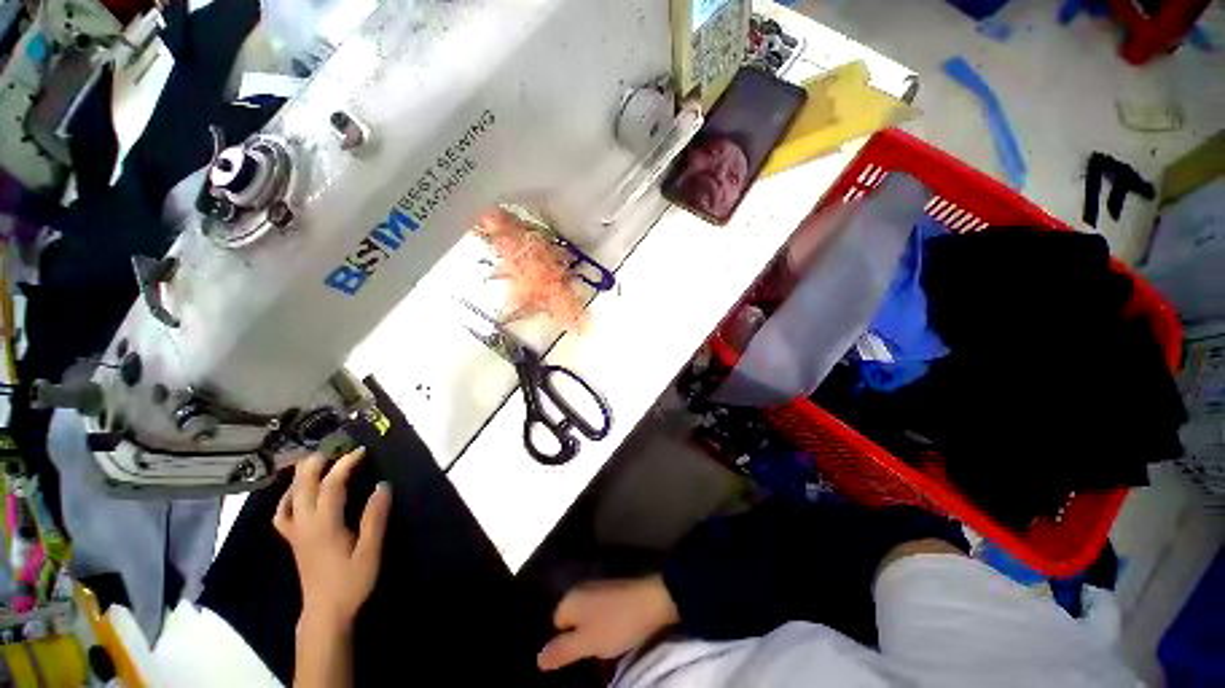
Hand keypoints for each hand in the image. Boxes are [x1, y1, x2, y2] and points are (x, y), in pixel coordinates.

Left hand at [274, 448, 391, 630]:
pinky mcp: (293, 540)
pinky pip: (282, 513)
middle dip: (316, 463)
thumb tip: (383, 485)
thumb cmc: (351, 581)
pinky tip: (296, 493)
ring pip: (288, 497)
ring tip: (314, 463)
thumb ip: (375, 518)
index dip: (345, 464)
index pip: (331, 485)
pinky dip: (287, 497)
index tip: (361, 451)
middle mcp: (304, 524)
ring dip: (299, 476)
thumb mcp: (370, 551)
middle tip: (333, 448)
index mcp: (324, 525)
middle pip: (302, 486)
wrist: (325, 612)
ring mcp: (295, 532)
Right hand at [538, 575, 679, 671]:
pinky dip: (606, 635)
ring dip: (594, 643)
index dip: (562, 646)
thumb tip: (537, 658)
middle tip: (587, 665)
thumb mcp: (587, 643)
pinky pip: (603, 620)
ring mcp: (600, 593)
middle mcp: (583, 592)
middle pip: (572, 624)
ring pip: (589, 624)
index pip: (555, 625)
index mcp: (571, 599)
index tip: (573, 664)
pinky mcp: (616, 597)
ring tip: (602, 662)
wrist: (653, 601)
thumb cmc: (616, 623)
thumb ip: (561, 651)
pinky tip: (615, 648)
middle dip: (578, 645)